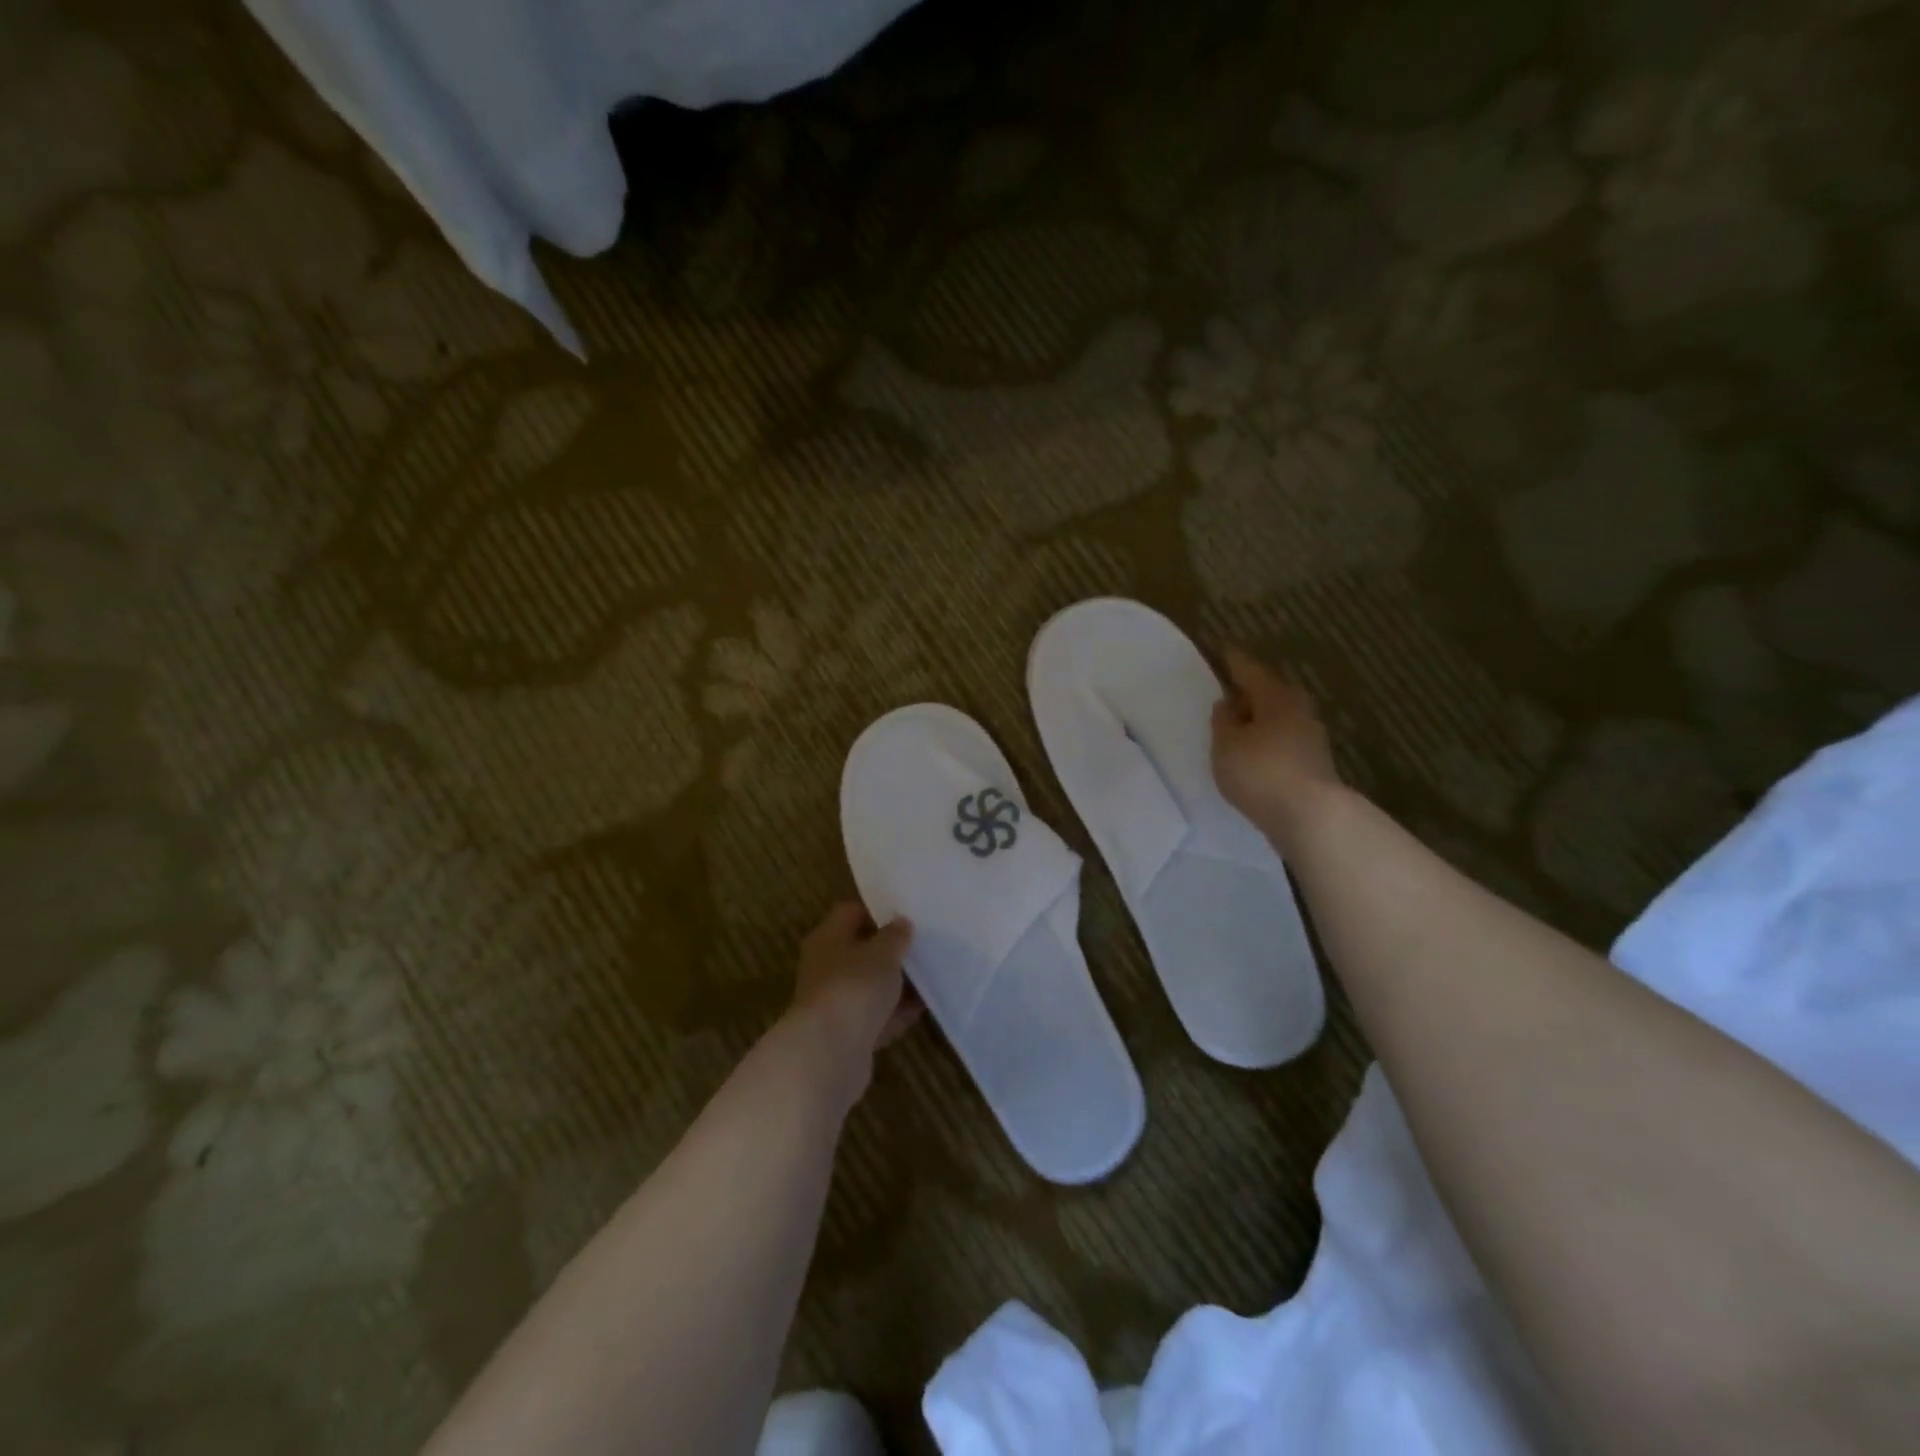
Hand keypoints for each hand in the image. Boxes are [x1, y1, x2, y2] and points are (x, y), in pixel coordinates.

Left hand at [787, 903, 919, 1096]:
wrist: (830, 1053)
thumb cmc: (855, 987)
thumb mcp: (883, 952)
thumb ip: (895, 935)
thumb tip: (901, 922)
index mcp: (828, 938)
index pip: (851, 912)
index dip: (878, 911)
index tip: (907, 914)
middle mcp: (826, 966)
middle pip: (862, 951)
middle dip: (891, 951)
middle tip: (924, 946)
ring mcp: (835, 1001)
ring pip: (870, 986)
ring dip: (896, 985)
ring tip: (930, 977)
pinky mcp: (847, 1033)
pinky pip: (876, 1016)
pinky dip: (895, 1013)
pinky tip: (923, 1009)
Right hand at [1210, 644, 1344, 842]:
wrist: (1310, 817)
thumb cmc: (1261, 771)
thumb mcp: (1226, 744)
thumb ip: (1223, 721)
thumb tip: (1228, 703)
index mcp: (1275, 695)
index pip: (1248, 668)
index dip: (1231, 659)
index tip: (1218, 648)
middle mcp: (1298, 708)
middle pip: (1269, 691)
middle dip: (1247, 689)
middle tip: (1225, 689)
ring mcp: (1310, 736)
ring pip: (1277, 716)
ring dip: (1258, 717)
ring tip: (1234, 724)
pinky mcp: (1312, 762)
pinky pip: (1282, 739)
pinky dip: (1265, 739)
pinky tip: (1252, 750)